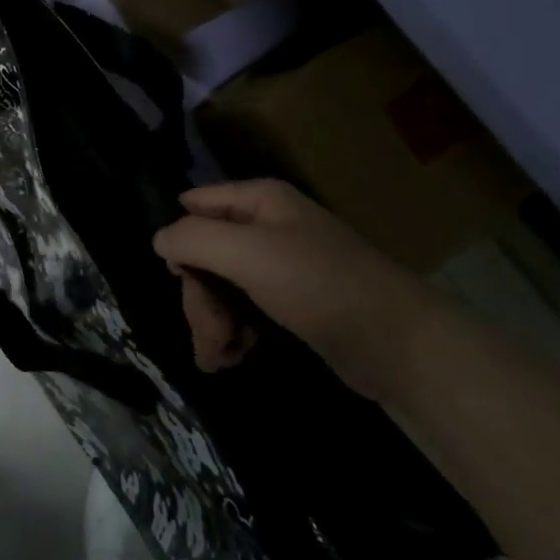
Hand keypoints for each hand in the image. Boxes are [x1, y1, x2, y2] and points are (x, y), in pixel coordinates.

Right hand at [153, 179, 449, 400]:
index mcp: (259, 200)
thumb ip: (193, 239)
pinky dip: (233, 333)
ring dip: (212, 323)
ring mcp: (279, 265)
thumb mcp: (248, 253)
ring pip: (220, 286)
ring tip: (219, 359)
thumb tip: (159, 240)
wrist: (400, 345)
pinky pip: (243, 309)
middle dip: (199, 298)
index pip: (195, 205)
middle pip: (205, 253)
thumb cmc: (320, 286)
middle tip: (208, 338)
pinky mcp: (291, 302)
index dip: (180, 239)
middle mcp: (266, 226)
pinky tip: (234, 358)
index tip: (181, 278)